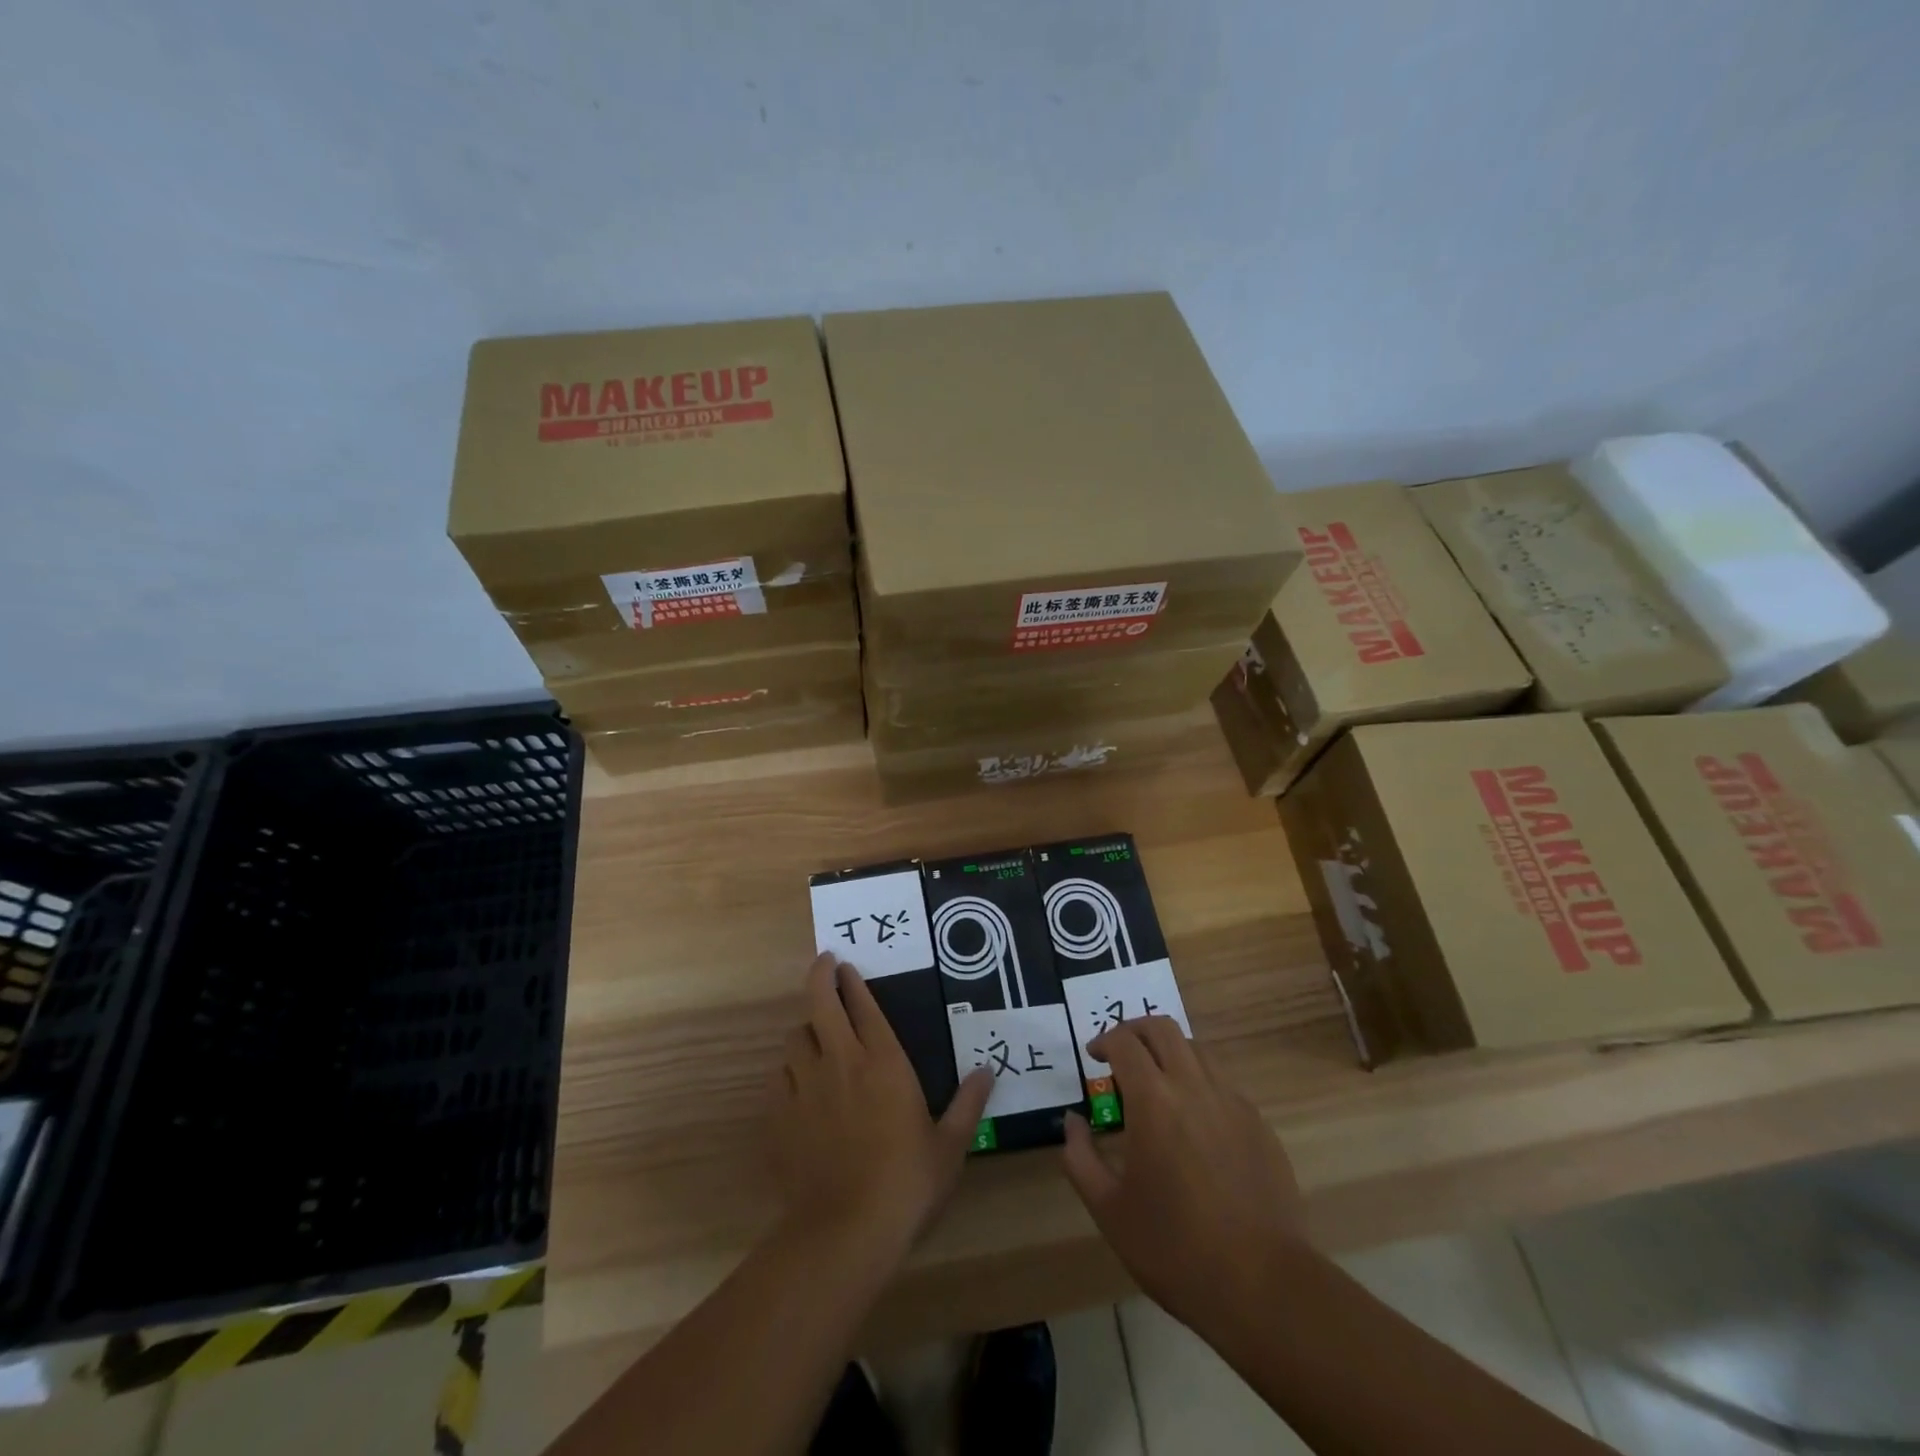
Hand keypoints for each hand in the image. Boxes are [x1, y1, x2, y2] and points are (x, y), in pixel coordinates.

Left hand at [769, 953, 992, 1255]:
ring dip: (806, 1030)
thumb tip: (988, 1072)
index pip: (864, 1006)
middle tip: (825, 965)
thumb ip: (968, 1105)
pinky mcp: (780, 1116)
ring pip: (795, 1038)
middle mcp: (841, 1062)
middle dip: (820, 976)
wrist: (844, 1231)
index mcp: (883, 1062)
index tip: (846, 964)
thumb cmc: (906, 1183)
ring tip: (815, 1036)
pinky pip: (780, 1078)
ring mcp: (805, 1087)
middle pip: (820, 1002)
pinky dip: (789, 1072)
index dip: (853, 981)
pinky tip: (799, 1086)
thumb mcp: (949, 1147)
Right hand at [1061, 1017, 1306, 1331]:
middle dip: (1136, 1031)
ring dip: (1170, 1052)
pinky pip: (1223, 1084)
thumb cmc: (1173, 1247)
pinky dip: (1199, 1083)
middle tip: (1122, 1055)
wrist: (1262, 1285)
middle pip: (1163, 1029)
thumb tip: (1073, 1121)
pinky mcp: (1259, 1124)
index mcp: (1153, 1100)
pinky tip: (1193, 1123)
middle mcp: (1194, 1086)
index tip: (1094, 1057)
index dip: (1104, 1041)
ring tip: (1157, 1085)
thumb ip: (1080, 1156)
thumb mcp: (1108, 1208)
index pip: (1124, 1042)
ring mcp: (1232, 1102)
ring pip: (1196, 1050)